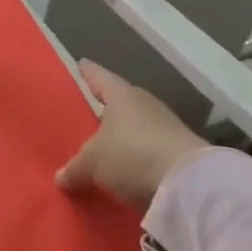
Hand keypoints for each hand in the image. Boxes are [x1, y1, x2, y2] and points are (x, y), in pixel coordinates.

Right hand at [55, 60, 212, 211]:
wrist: (191, 186)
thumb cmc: (132, 155)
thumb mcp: (92, 163)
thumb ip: (74, 168)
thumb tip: (60, 178)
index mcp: (121, 94)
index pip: (99, 76)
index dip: (88, 72)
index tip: (80, 64)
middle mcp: (145, 104)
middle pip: (120, 102)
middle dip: (106, 108)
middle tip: (88, 114)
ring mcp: (167, 128)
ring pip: (136, 127)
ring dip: (123, 137)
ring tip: (105, 148)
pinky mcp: (181, 153)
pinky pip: (150, 151)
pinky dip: (138, 158)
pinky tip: (127, 170)